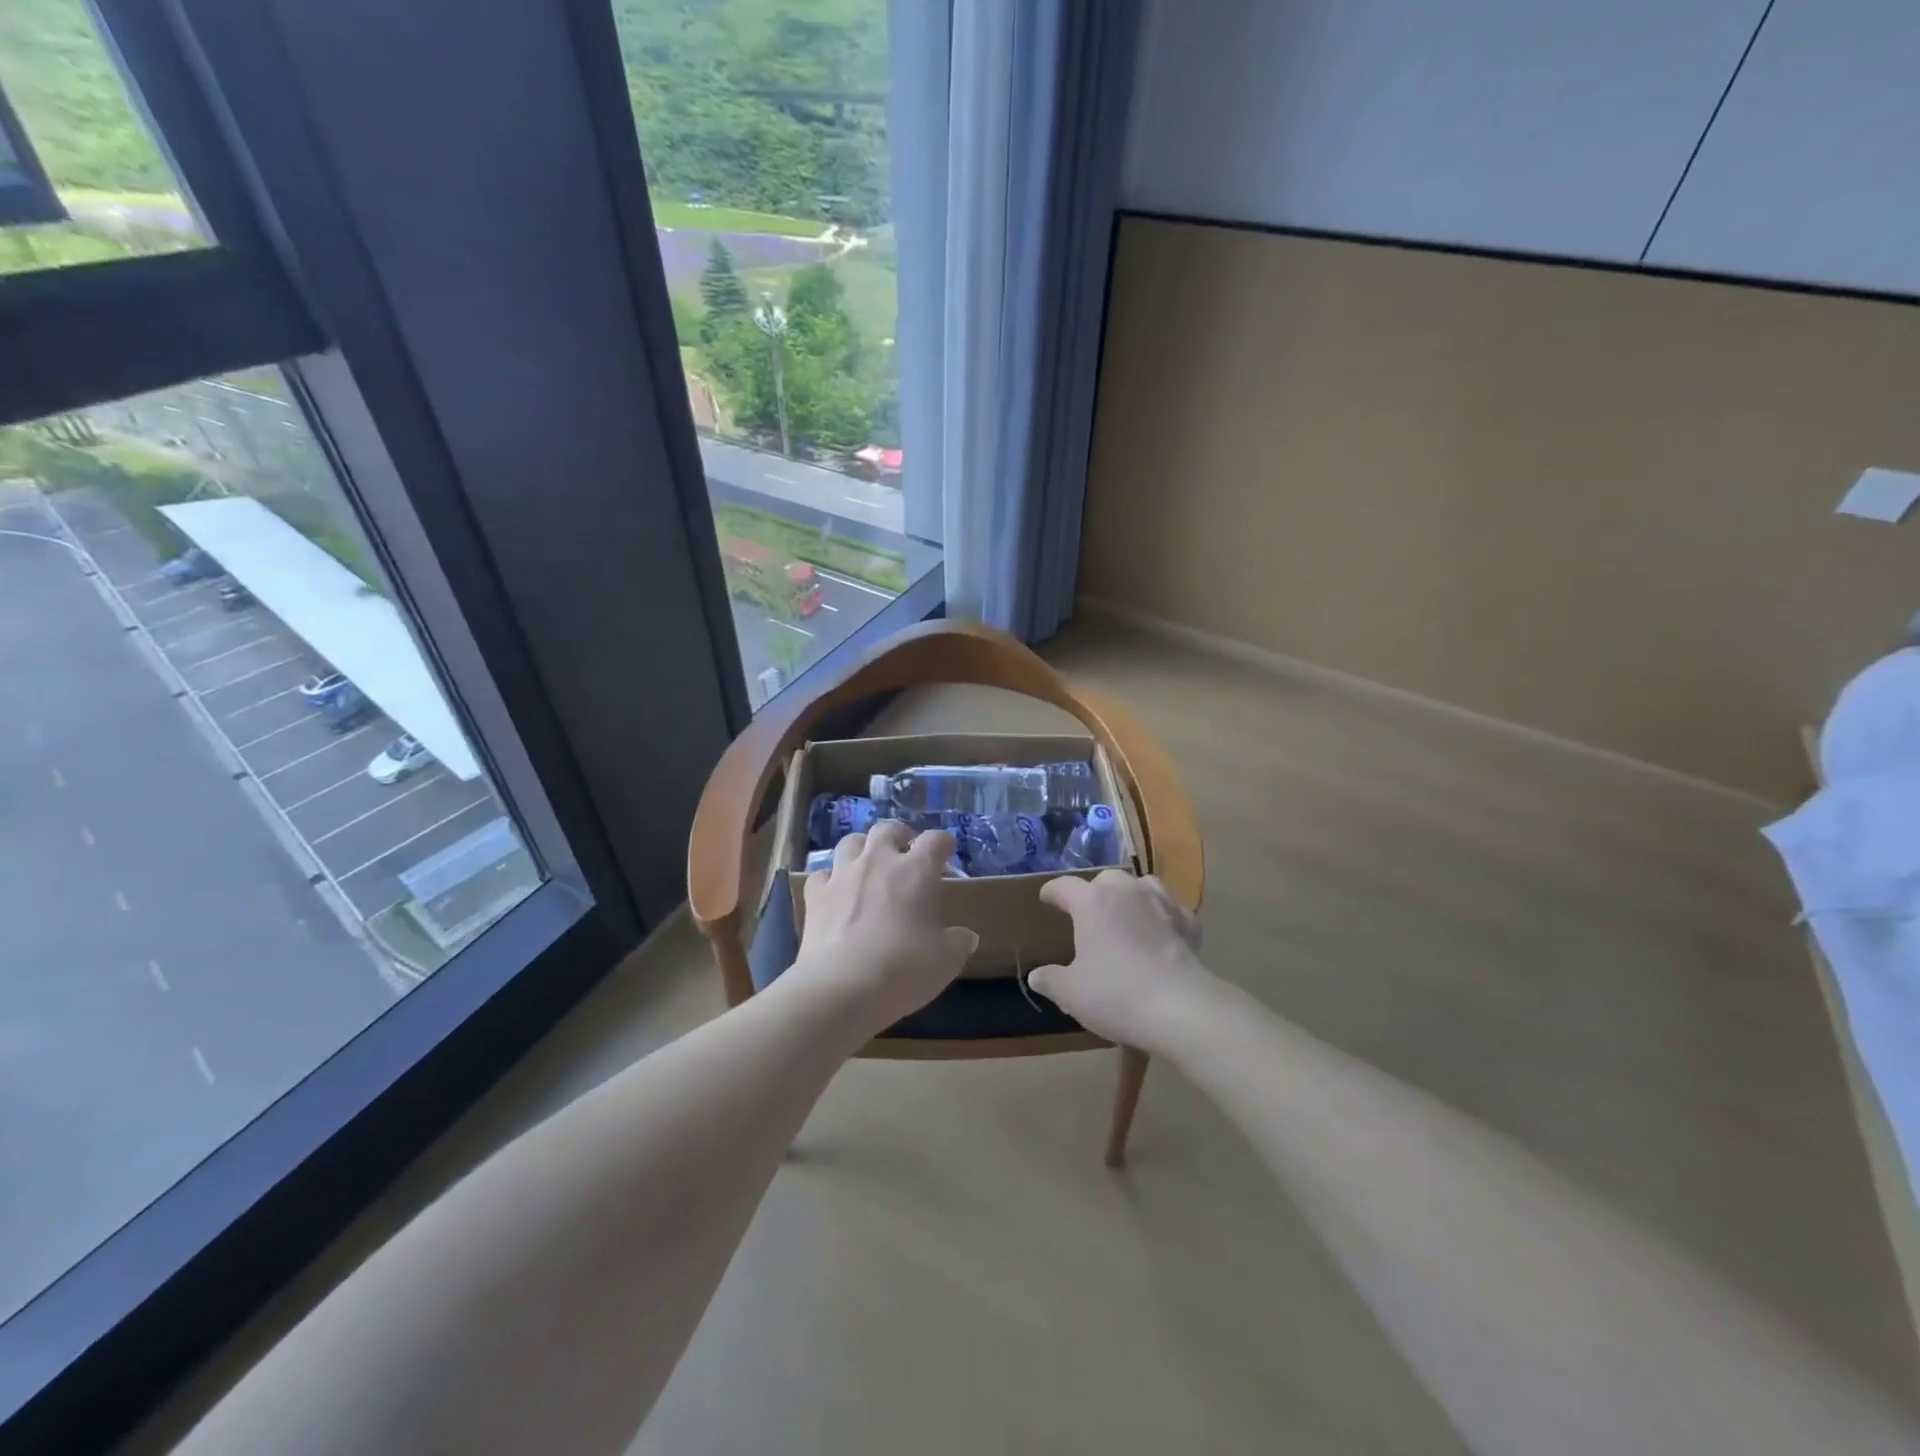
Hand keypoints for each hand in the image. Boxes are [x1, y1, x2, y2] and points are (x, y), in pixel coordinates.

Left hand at [789, 820, 978, 1038]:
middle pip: (888, 829)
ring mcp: (842, 875)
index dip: (943, 843)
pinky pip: (822, 874)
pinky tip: (836, 893)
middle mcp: (878, 862)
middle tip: (905, 852)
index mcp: (916, 871)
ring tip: (869, 865)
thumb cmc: (903, 970)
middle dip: (900, 836)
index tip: (946, 852)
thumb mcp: (945, 961)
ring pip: (851, 842)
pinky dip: (831, 880)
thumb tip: (966, 937)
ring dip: (863, 849)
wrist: (841, 988)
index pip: (935, 840)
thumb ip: (958, 943)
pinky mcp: (815, 895)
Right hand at [1028, 871, 1215, 1053]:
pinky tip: (1163, 933)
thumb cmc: (1116, 994)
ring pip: (1143, 885)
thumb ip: (1050, 980)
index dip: (1052, 892)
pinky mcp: (1189, 923)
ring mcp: (1162, 903)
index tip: (1046, 899)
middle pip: (1106, 879)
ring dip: (1132, 896)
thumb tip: (1036, 976)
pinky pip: (1172, 911)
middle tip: (1088, 914)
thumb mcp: (1071, 993)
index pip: (1064, 886)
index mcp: (1092, 902)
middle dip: (1095, 891)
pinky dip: (1164, 918)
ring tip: (1127, 914)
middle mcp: (1126, 892)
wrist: (1180, 1008)